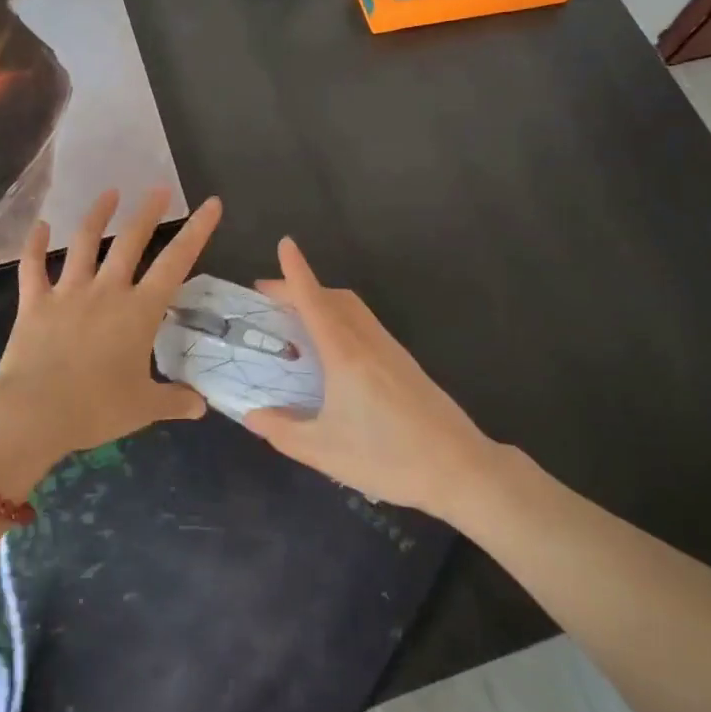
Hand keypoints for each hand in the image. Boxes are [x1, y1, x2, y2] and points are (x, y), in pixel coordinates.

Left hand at [0, 188, 221, 494]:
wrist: (33, 414)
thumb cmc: (96, 409)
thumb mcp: (144, 408)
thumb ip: (175, 400)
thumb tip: (200, 405)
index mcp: (139, 311)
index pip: (176, 262)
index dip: (197, 231)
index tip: (211, 204)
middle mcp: (107, 291)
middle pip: (131, 241)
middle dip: (148, 212)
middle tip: (159, 189)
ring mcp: (68, 293)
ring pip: (85, 243)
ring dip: (98, 215)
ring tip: (109, 193)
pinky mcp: (35, 303)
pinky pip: (33, 267)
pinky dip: (34, 245)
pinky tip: (40, 225)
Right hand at [243, 238, 491, 518]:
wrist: (460, 468)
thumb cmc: (387, 458)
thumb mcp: (324, 451)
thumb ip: (282, 430)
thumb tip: (251, 414)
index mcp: (345, 355)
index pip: (314, 301)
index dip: (296, 271)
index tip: (285, 243)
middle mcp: (368, 342)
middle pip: (333, 297)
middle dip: (301, 287)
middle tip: (269, 297)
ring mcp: (390, 349)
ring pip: (352, 308)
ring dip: (322, 300)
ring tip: (296, 318)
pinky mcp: (404, 362)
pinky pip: (365, 323)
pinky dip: (340, 316)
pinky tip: (332, 346)